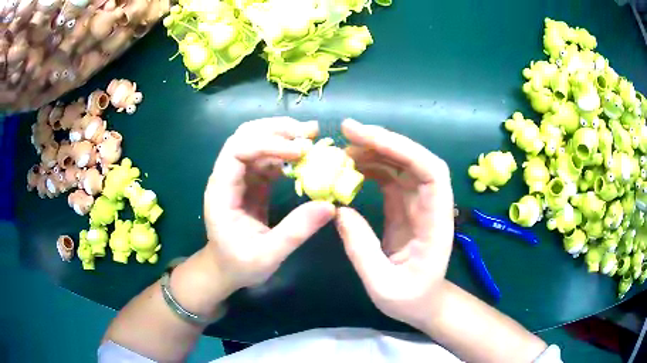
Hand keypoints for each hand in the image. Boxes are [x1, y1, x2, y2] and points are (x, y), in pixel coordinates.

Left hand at [204, 117, 334, 290]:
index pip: (237, 151)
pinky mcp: (253, 182)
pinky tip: (305, 155)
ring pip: (257, 141)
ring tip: (313, 136)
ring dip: (283, 135)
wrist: (226, 269)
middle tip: (310, 131)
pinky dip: (287, 153)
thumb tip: (329, 206)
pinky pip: (268, 158)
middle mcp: (227, 177)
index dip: (267, 144)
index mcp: (221, 191)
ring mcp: (240, 177)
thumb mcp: (267, 255)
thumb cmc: (240, 264)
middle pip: (245, 136)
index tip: (299, 152)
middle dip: (277, 129)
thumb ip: (295, 231)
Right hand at [336, 119, 454, 328]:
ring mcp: (419, 203)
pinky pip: (391, 177)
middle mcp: (432, 205)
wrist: (424, 303)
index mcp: (436, 222)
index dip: (402, 149)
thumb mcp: (382, 285)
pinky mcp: (405, 206)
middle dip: (384, 140)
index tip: (365, 138)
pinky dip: (372, 166)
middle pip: (416, 159)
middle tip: (347, 131)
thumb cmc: (410, 299)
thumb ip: (361, 248)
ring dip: (375, 150)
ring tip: (344, 149)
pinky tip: (352, 166)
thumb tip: (338, 209)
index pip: (430, 172)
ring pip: (403, 164)